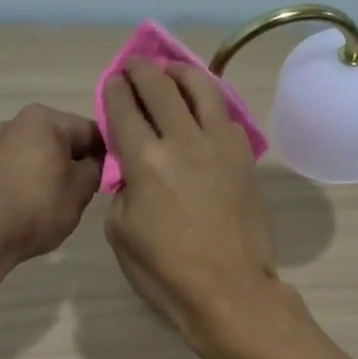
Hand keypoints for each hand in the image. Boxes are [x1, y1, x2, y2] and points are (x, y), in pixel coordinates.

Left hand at [0, 104, 103, 263]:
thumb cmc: (39, 206)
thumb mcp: (81, 188)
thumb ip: (97, 167)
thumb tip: (97, 162)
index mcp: (45, 118)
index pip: (92, 131)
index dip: (108, 154)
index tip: (115, 177)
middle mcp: (20, 120)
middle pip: (67, 138)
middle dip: (81, 160)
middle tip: (92, 190)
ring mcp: (1, 140)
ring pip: (46, 151)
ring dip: (60, 169)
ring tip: (67, 198)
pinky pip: (27, 163)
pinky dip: (40, 176)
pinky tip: (44, 200)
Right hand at [102, 58, 279, 350]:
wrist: (229, 291)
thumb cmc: (166, 271)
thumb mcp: (121, 233)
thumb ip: (122, 189)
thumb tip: (133, 170)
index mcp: (145, 159)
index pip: (124, 107)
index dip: (115, 89)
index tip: (113, 82)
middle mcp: (183, 139)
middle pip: (160, 86)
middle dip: (142, 70)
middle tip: (135, 67)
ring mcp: (220, 144)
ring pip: (201, 88)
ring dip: (181, 73)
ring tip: (172, 72)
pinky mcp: (244, 156)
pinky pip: (225, 114)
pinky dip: (209, 100)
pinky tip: (203, 105)